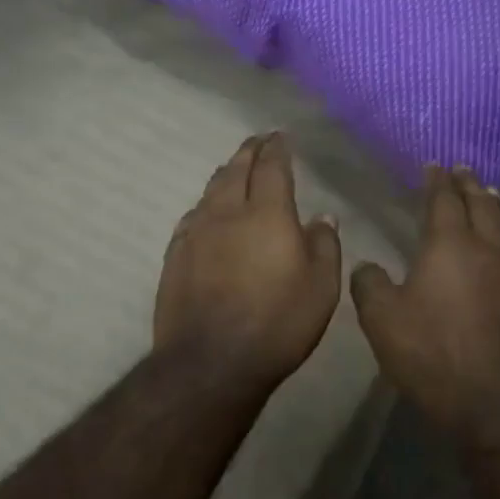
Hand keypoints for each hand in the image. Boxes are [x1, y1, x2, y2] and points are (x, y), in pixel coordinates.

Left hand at [155, 133, 342, 396]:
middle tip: (258, 141)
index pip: (271, 167)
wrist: (210, 362)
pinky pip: (192, 216)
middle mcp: (226, 213)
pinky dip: (206, 204)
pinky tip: (207, 212)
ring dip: (225, 174)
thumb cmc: (276, 324)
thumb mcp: (321, 289)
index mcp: (266, 213)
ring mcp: (195, 233)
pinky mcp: (175, 255)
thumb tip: (323, 216)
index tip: (280, 137)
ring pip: (210, 190)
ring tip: (234, 169)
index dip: (277, 148)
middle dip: (249, 151)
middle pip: (235, 169)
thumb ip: (324, 246)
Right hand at [350, 167, 499, 437]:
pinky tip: (495, 253)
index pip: (444, 201)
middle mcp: (486, 251)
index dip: (437, 182)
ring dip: (491, 209)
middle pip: (481, 207)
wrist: (498, 404)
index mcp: (450, 245)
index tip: (435, 165)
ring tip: (487, 198)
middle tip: (464, 170)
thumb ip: (370, 285)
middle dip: (470, 186)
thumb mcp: (382, 319)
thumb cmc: (433, 352)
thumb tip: (368, 266)